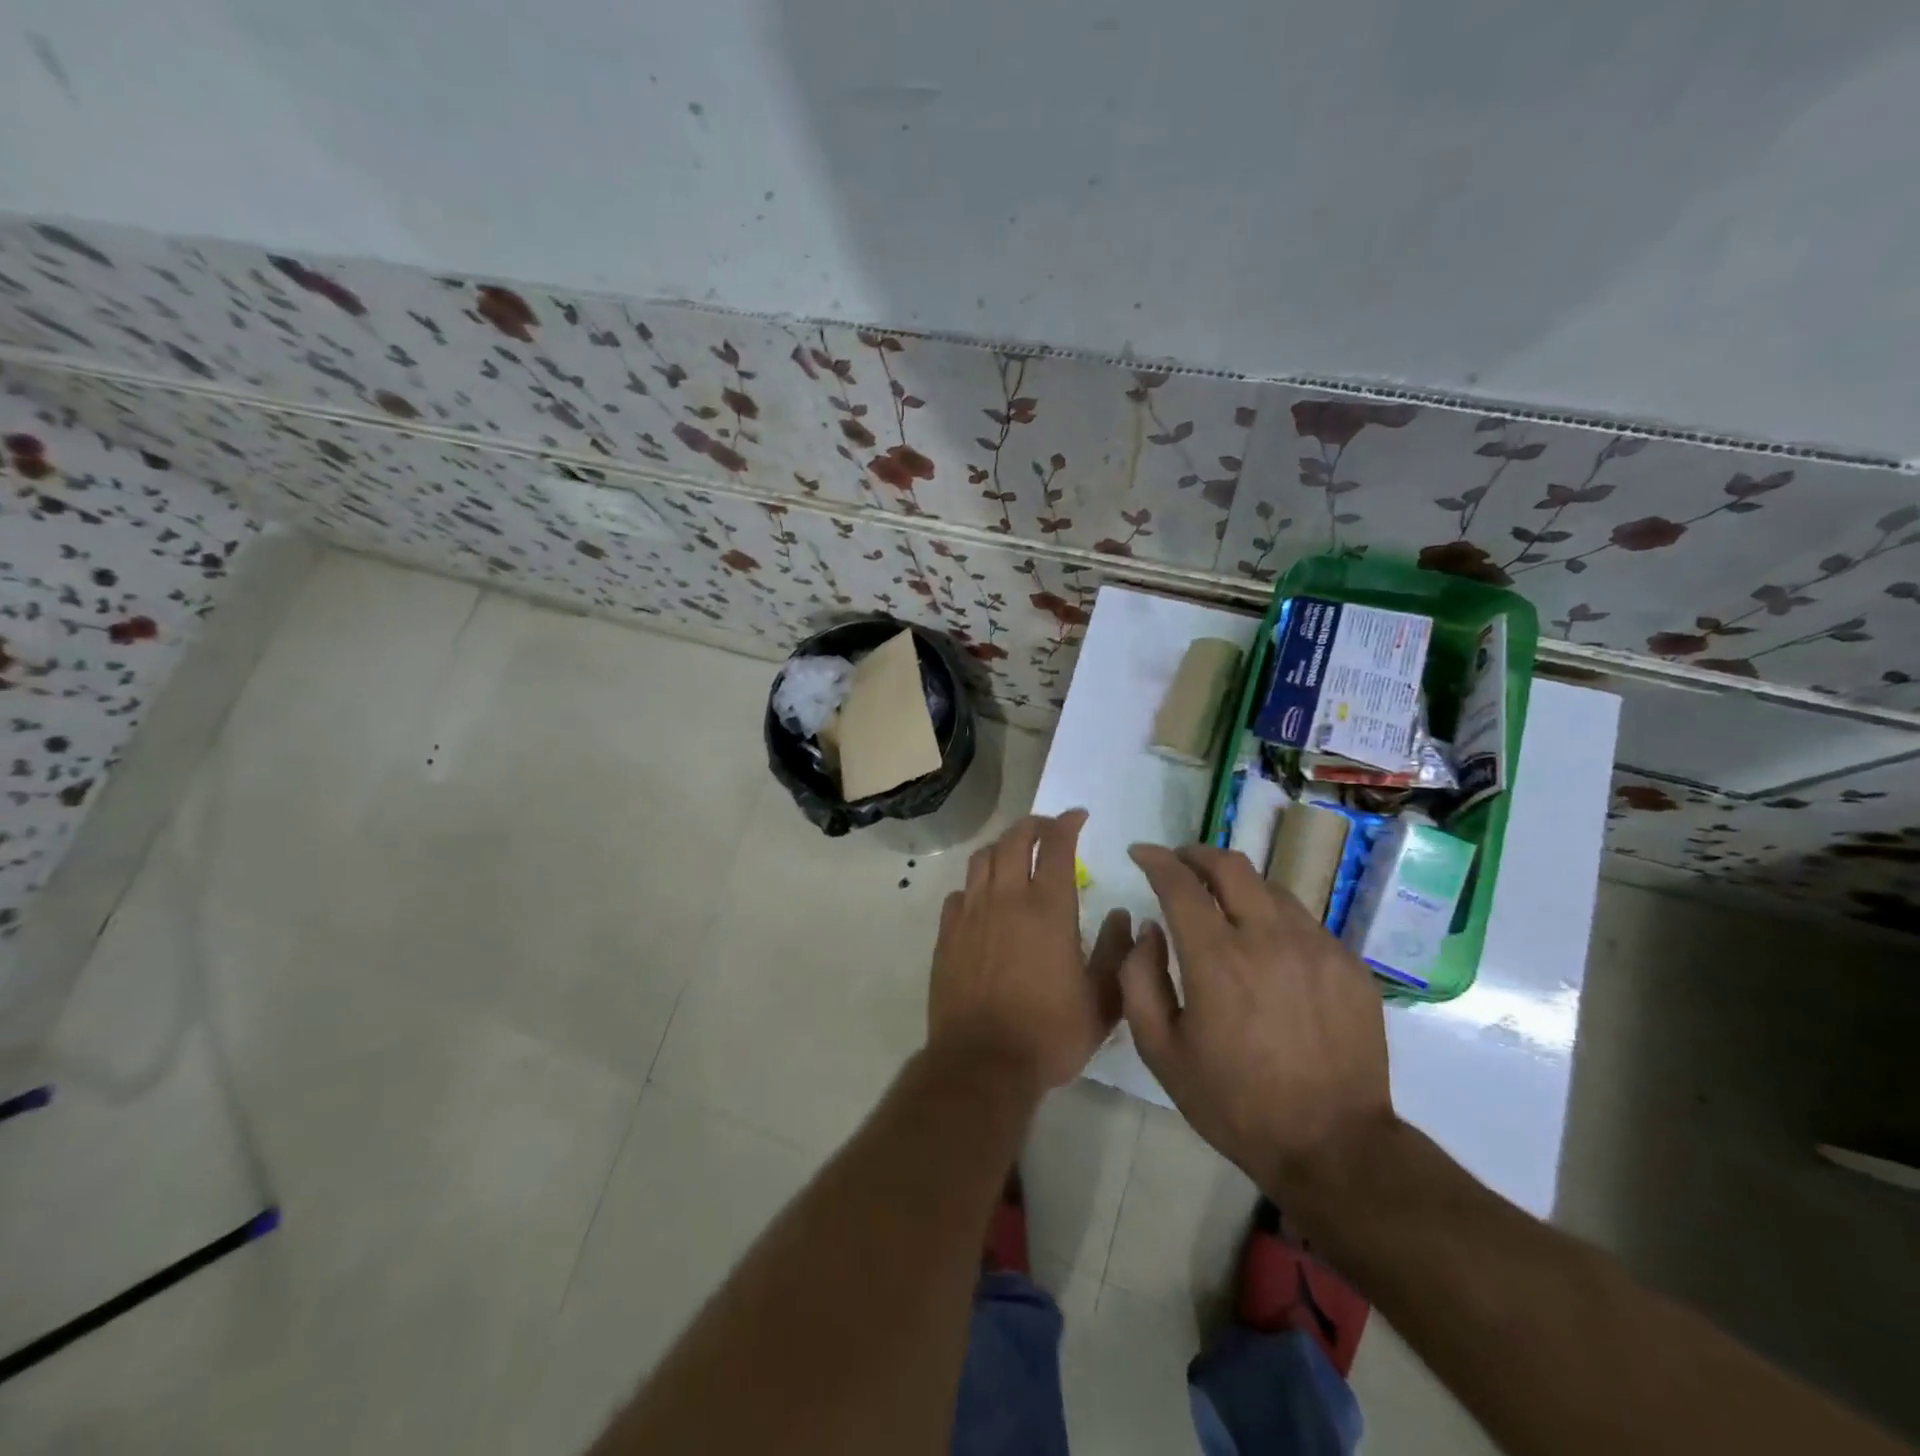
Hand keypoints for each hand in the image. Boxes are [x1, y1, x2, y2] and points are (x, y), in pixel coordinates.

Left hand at [928, 810, 1132, 1091]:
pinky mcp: (947, 934)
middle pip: (1014, 840)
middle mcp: (1006, 899)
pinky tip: (983, 898)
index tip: (1078, 817)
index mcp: (1048, 908)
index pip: (1056, 845)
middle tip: (1047, 829)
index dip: (1067, 823)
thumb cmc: (1050, 1033)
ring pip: (982, 859)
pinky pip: (959, 893)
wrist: (983, 1062)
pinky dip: (975, 885)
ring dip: (1001, 847)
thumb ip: (1118, 953)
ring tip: (1014, 854)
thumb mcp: (1102, 1001)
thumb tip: (1124, 916)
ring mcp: (971, 914)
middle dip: (1033, 825)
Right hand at [1119, 843, 1395, 1202]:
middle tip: (1179, 862)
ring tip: (1222, 904)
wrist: (1333, 1146)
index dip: (1155, 859)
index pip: (1179, 883)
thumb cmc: (1234, 1102)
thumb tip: (1148, 930)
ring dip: (1236, 885)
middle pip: (1230, 866)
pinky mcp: (1349, 964)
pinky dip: (1273, 918)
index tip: (1140, 853)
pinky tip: (1266, 946)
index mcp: (1216, 959)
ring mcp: (1317, 947)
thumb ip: (1139, 979)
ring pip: (1270, 888)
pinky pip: (1303, 921)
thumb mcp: (1161, 1050)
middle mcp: (1268, 938)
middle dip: (1196, 854)